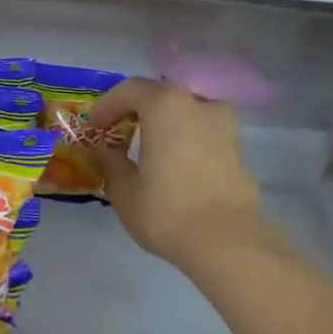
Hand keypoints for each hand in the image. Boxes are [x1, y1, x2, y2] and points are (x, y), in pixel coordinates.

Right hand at [91, 78, 284, 275]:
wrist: (228, 242)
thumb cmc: (167, 210)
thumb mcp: (124, 190)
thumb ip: (109, 162)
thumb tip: (102, 150)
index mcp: (166, 105)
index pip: (130, 90)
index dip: (107, 106)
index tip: (93, 127)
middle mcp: (199, 104)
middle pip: (161, 97)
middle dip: (136, 112)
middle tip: (118, 135)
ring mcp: (225, 126)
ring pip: (186, 114)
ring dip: (164, 126)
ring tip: (147, 152)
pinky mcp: (239, 150)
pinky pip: (203, 134)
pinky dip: (184, 141)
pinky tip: (173, 167)